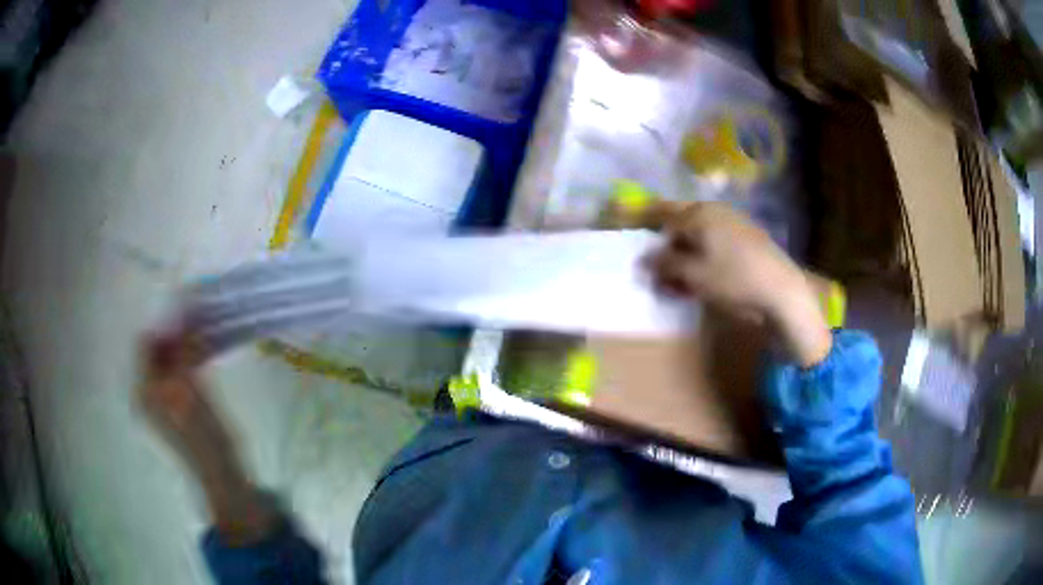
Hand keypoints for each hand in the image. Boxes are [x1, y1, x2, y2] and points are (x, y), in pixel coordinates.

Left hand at [138, 325, 278, 543]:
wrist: (220, 471)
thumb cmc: (201, 433)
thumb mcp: (188, 389)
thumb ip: (183, 351)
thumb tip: (185, 313)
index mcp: (142, 388)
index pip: (145, 343)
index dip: (164, 326)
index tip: (187, 315)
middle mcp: (146, 390)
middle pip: (156, 350)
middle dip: (174, 334)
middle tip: (198, 324)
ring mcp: (162, 398)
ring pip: (168, 359)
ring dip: (183, 344)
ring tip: (203, 336)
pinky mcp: (177, 403)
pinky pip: (177, 370)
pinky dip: (188, 357)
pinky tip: (203, 353)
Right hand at [642, 201, 831, 366]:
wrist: (781, 291)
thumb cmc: (733, 278)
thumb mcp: (693, 274)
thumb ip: (665, 264)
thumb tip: (643, 259)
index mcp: (700, 213)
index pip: (662, 213)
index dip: (643, 225)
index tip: (630, 239)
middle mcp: (715, 212)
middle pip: (679, 223)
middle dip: (664, 244)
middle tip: (655, 268)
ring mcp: (732, 225)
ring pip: (696, 236)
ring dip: (681, 256)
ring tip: (675, 282)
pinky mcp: (745, 241)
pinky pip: (713, 245)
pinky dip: (700, 259)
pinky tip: (698, 280)